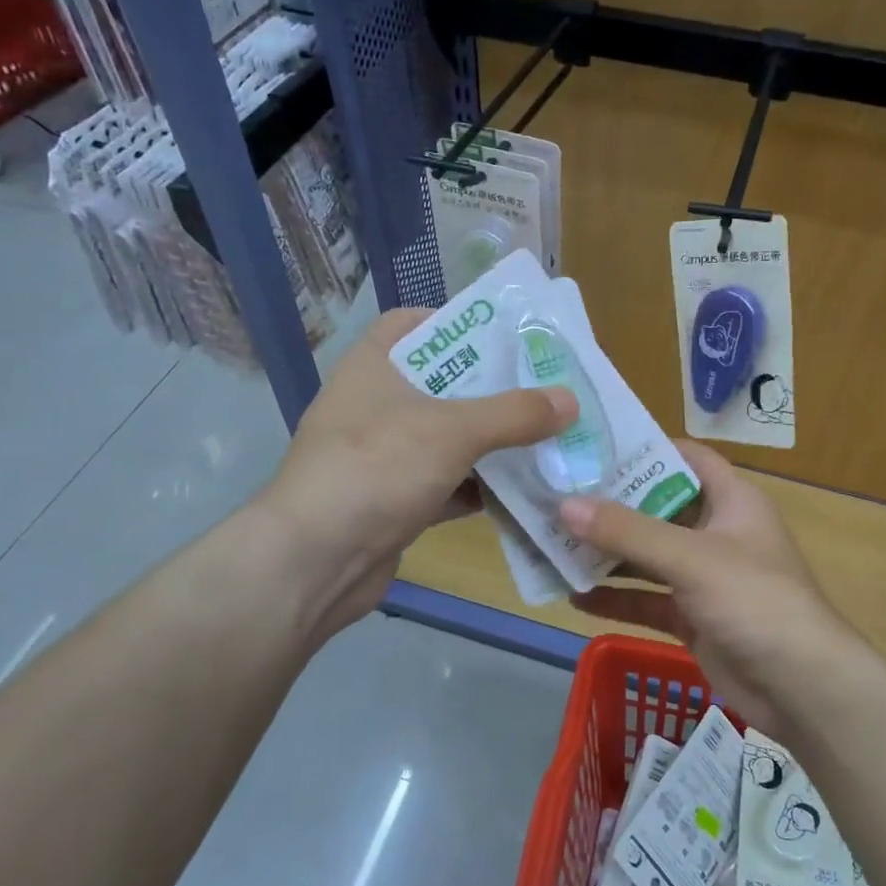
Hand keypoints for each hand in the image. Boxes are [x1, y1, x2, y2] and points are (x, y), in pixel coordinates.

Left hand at [263, 308, 574, 637]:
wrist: (315, 562)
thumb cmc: (377, 469)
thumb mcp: (453, 430)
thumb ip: (514, 413)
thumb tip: (570, 400)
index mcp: (372, 367)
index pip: (411, 324)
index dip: (456, 323)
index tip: (505, 337)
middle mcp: (372, 407)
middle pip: (440, 385)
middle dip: (491, 391)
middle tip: (544, 391)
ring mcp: (380, 458)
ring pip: (445, 440)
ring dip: (490, 444)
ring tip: (545, 439)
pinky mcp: (391, 503)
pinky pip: (443, 485)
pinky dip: (476, 488)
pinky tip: (520, 492)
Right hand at [558, 441, 866, 741]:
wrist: (802, 687)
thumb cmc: (754, 600)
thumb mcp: (690, 558)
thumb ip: (628, 532)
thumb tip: (564, 504)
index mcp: (732, 501)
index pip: (687, 458)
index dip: (646, 448)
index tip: (593, 447)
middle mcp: (717, 532)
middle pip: (658, 509)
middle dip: (611, 508)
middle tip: (556, 498)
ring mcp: (705, 578)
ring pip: (648, 558)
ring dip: (607, 556)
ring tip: (553, 546)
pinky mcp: (695, 618)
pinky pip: (648, 600)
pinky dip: (616, 599)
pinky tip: (575, 598)